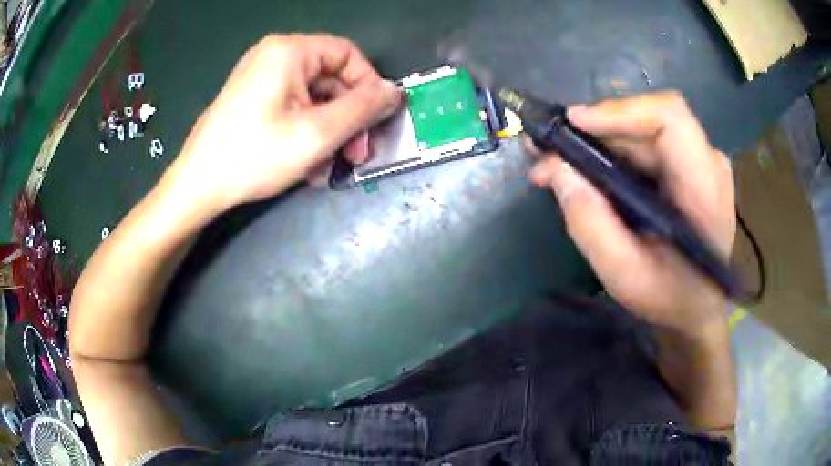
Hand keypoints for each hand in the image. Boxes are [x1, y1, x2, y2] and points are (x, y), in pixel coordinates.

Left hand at [163, 34, 402, 213]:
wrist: (197, 187)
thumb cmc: (254, 156)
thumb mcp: (317, 133)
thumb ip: (363, 109)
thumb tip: (395, 92)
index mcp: (289, 51)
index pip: (348, 55)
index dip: (369, 87)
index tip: (375, 123)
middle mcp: (274, 55)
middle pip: (330, 79)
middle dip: (348, 118)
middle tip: (356, 155)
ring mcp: (260, 77)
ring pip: (313, 98)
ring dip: (328, 132)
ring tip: (328, 168)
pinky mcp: (252, 98)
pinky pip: (292, 108)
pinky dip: (306, 132)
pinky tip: (307, 164)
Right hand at [528, 91, 734, 333]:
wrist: (698, 308)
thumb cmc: (671, 298)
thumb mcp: (626, 276)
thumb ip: (591, 226)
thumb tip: (555, 170)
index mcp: (705, 188)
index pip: (670, 117)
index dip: (621, 111)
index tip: (574, 123)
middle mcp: (707, 162)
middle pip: (647, 122)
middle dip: (594, 132)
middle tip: (547, 152)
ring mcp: (699, 162)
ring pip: (642, 132)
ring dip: (598, 144)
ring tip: (558, 165)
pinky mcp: (687, 167)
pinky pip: (646, 145)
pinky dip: (613, 155)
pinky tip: (587, 172)